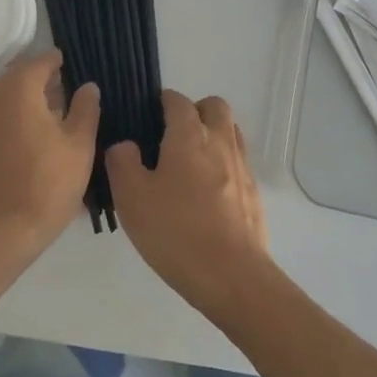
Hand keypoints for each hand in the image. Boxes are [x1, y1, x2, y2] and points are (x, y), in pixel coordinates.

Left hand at [0, 51, 99, 262]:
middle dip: (40, 82)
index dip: (57, 62)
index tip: (70, 66)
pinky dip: (9, 121)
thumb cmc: (47, 184)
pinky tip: (26, 142)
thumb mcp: (80, 146)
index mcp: (18, 91)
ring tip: (48, 120)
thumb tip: (87, 87)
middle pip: (18, 79)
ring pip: (3, 99)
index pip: (39, 62)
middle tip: (64, 94)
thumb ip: (85, 109)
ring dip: (24, 102)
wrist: (0, 232)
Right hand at [107, 92, 272, 317]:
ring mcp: (242, 166)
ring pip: (230, 132)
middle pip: (214, 106)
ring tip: (188, 163)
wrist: (232, 275)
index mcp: (189, 135)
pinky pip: (237, 162)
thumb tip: (125, 145)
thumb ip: (122, 162)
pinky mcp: (253, 192)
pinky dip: (222, 163)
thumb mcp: (131, 197)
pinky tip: (206, 193)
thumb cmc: (175, 231)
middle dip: (194, 111)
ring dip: (211, 135)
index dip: (161, 102)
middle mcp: (220, 141)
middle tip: (171, 135)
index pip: (177, 101)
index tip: (146, 116)